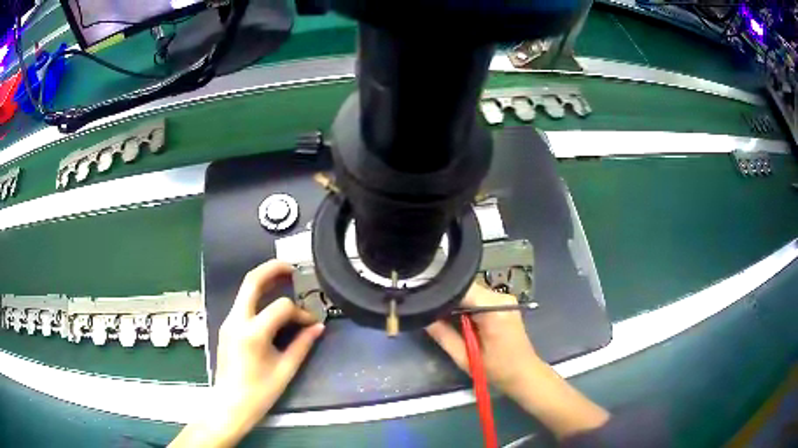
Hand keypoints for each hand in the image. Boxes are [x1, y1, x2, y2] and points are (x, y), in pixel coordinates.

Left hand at [171, 261, 324, 447]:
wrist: (229, 405)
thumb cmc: (259, 393)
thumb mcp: (285, 370)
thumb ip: (302, 345)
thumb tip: (318, 327)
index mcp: (253, 333)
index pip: (281, 307)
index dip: (300, 312)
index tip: (311, 324)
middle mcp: (236, 320)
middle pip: (252, 281)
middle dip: (272, 269)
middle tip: (291, 268)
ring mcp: (228, 322)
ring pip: (245, 290)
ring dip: (264, 281)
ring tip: (284, 280)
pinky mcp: (227, 327)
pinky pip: (243, 304)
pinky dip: (258, 297)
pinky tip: (270, 304)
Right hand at [426, 283, 608, 438]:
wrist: (524, 374)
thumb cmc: (496, 370)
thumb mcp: (464, 357)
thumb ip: (442, 335)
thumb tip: (423, 317)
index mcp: (494, 309)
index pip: (461, 289)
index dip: (441, 294)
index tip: (423, 301)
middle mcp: (501, 297)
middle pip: (466, 288)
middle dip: (447, 300)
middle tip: (428, 312)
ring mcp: (505, 298)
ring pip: (471, 292)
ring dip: (456, 304)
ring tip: (440, 317)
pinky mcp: (504, 303)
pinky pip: (478, 298)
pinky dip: (466, 306)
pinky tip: (457, 319)